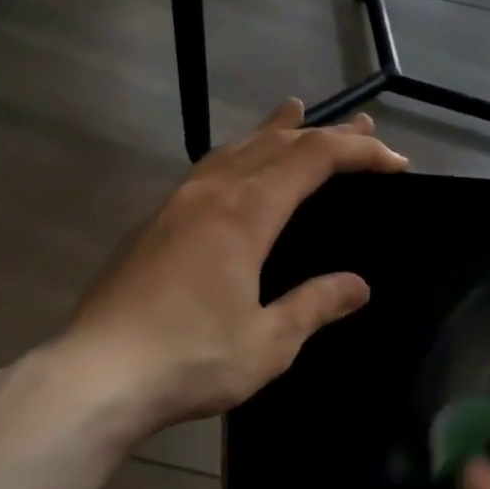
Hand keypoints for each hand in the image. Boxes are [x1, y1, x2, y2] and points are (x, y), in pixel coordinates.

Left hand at [50, 100, 406, 433]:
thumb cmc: (191, 358)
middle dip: (324, 132)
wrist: (94, 377)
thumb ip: (314, 305)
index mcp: (245, 213)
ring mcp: (174, 206)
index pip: (312, 158)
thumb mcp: (270, 342)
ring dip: (273, 131)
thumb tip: (358, 286)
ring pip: (233, 149)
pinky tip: (235, 168)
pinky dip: (238, 155)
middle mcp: (210, 194)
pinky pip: (207, 170)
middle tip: (363, 125)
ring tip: (293, 112)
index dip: (358, 151)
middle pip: (275, 143)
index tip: (395, 162)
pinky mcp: (151, 225)